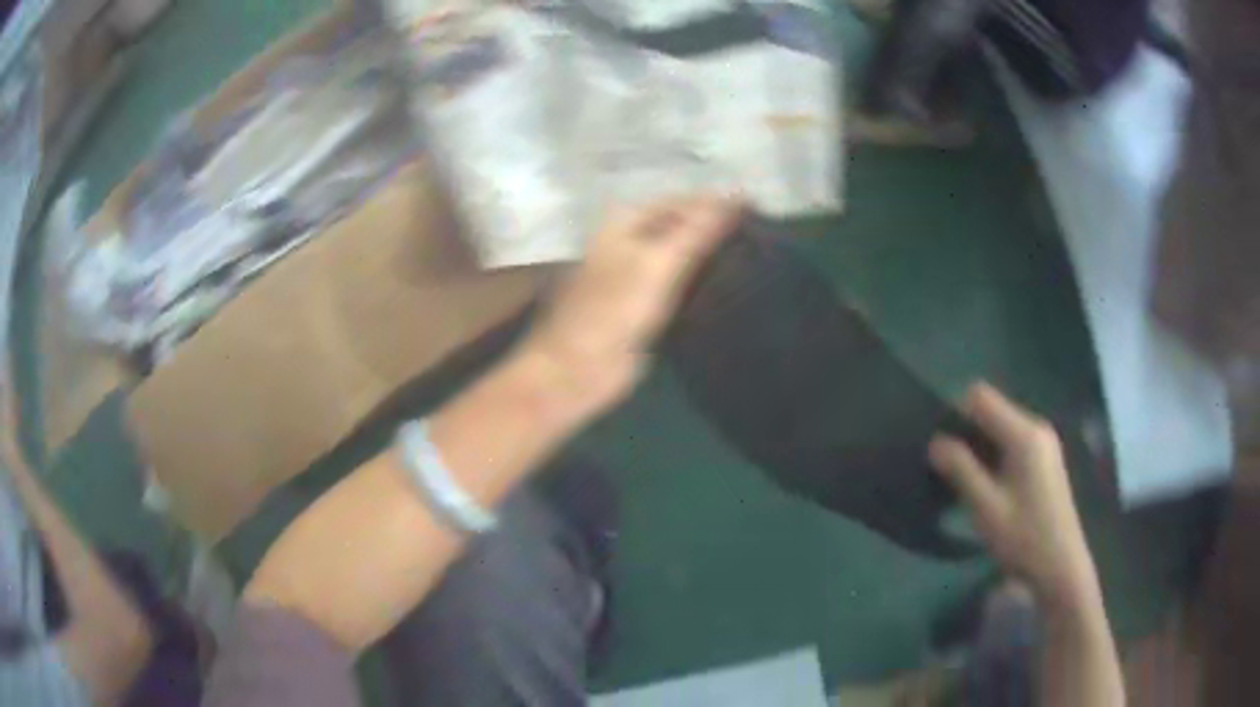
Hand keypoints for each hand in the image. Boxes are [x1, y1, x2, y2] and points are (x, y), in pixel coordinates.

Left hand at [525, 194, 741, 417]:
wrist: (580, 369)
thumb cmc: (615, 310)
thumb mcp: (660, 262)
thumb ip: (699, 229)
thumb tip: (738, 193)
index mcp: (626, 222)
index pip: (682, 202)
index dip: (718, 204)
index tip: (759, 212)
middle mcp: (631, 241)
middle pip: (682, 226)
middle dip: (717, 229)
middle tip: (762, 237)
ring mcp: (637, 273)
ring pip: (683, 255)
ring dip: (712, 255)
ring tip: (756, 257)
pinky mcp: (645, 304)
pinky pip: (680, 283)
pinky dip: (703, 280)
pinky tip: (731, 285)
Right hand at [928, 383, 1098, 607]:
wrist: (1060, 566)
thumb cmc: (1023, 537)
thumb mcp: (986, 507)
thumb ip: (960, 469)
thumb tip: (935, 442)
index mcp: (1024, 433)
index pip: (980, 397)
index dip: (955, 414)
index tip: (942, 449)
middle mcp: (1036, 427)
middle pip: (992, 409)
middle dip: (967, 433)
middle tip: (949, 469)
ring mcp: (1044, 442)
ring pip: (1000, 427)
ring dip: (980, 447)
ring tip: (966, 481)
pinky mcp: (1045, 459)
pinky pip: (1012, 441)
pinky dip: (995, 455)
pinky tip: (989, 487)